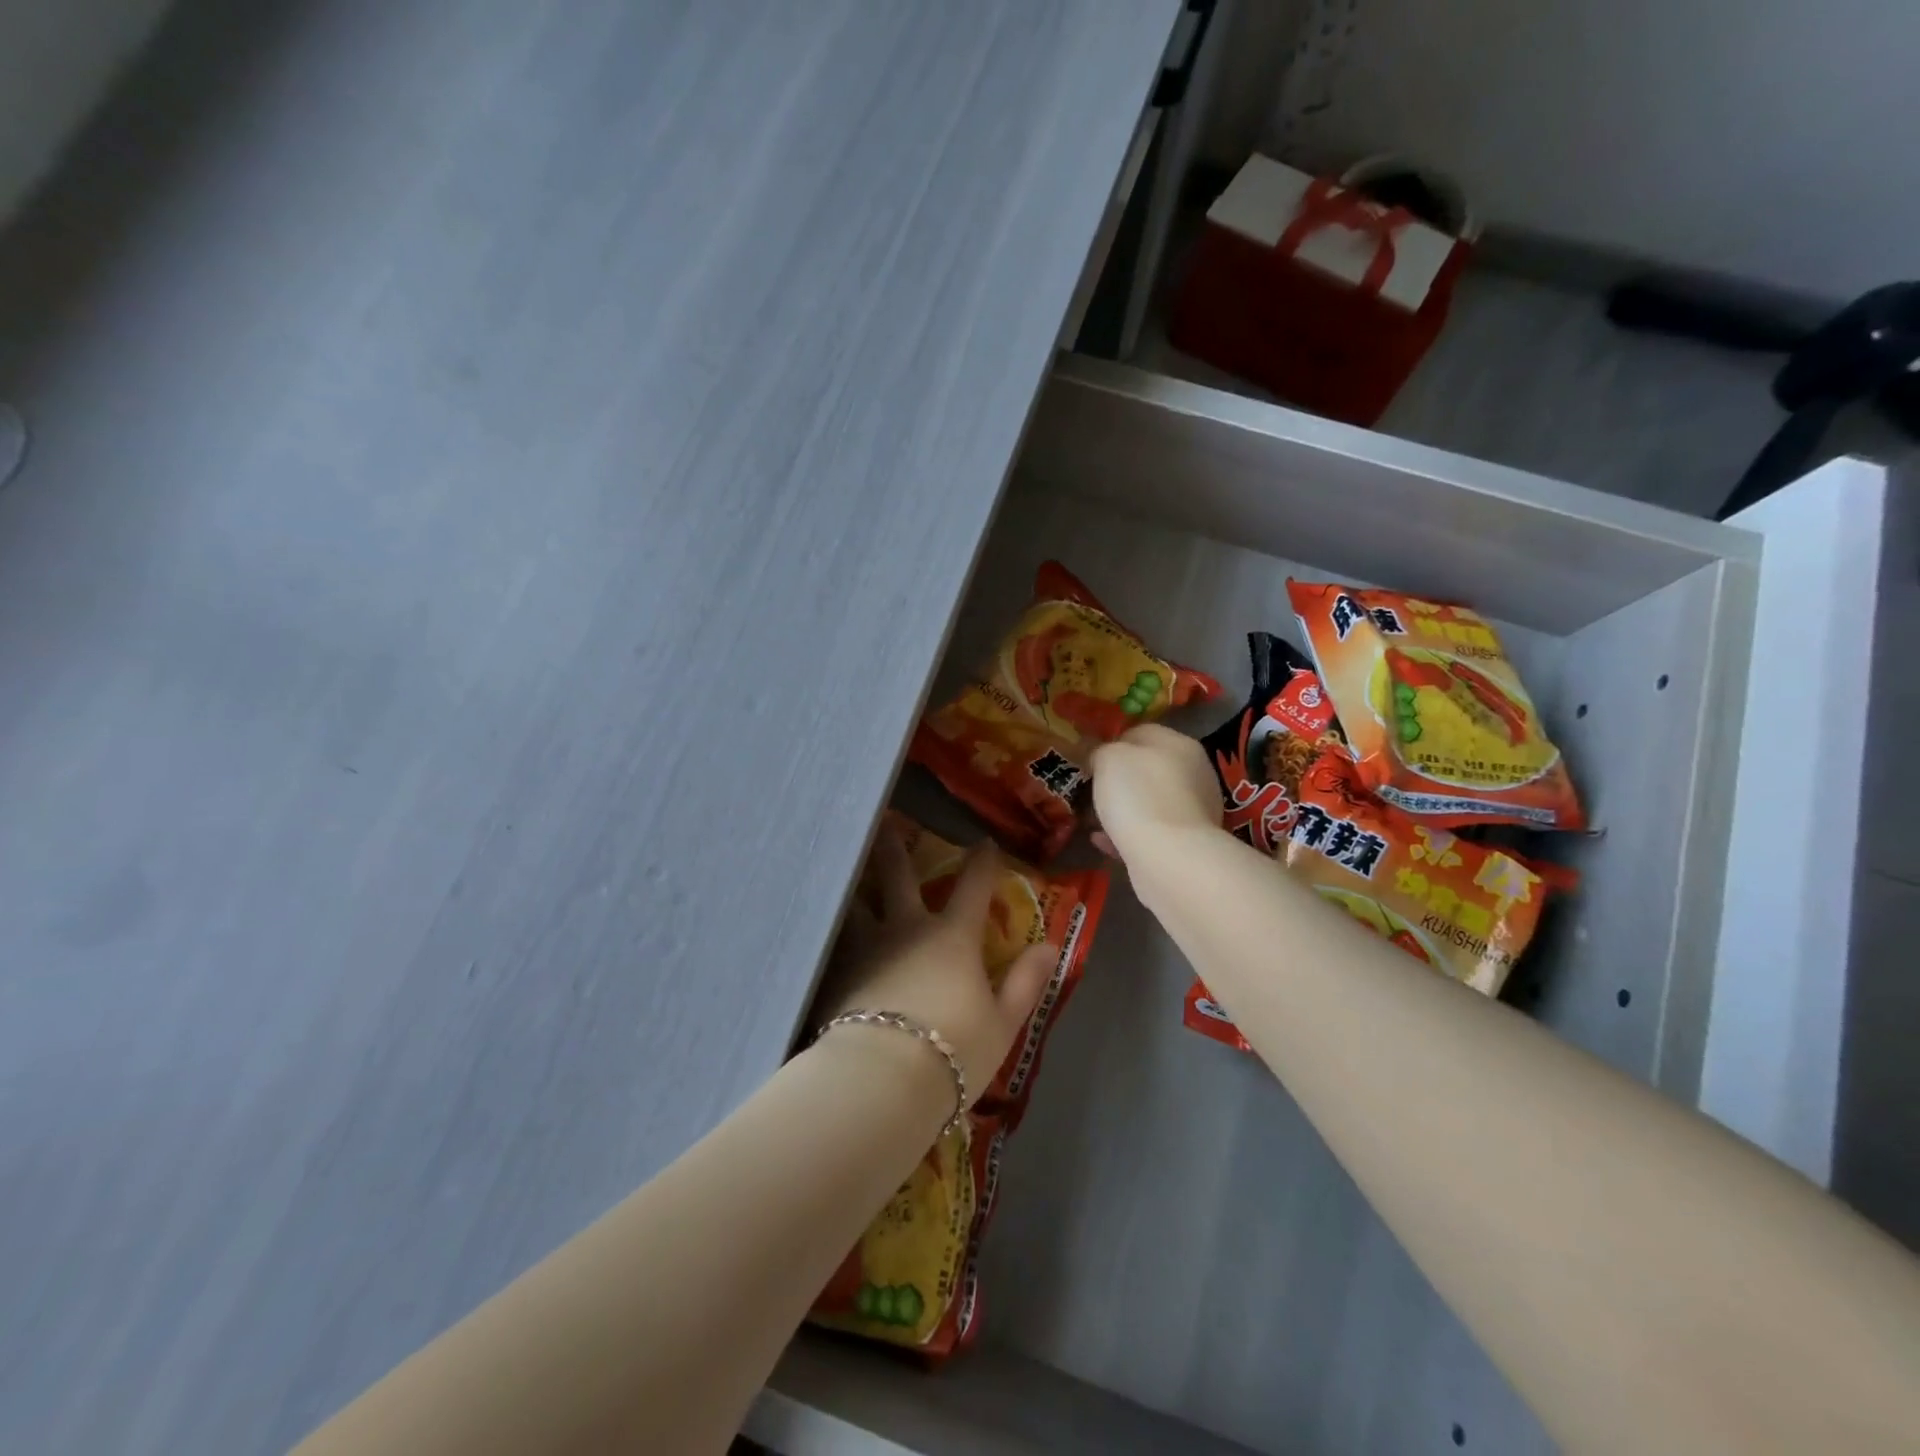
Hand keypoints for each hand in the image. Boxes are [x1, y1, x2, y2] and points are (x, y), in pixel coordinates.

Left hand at [819, 826, 1055, 1100]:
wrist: (881, 1081)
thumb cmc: (953, 1051)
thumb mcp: (1003, 1023)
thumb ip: (1025, 982)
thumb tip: (1050, 945)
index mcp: (952, 937)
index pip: (973, 887)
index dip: (982, 862)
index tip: (983, 842)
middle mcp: (907, 930)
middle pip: (898, 877)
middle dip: (894, 848)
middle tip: (883, 821)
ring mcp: (866, 949)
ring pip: (857, 903)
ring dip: (854, 883)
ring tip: (843, 868)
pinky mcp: (837, 973)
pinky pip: (836, 940)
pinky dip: (834, 927)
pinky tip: (823, 925)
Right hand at [1088, 724, 1220, 861]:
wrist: (1168, 857)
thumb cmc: (1138, 796)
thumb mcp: (1109, 758)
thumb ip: (1101, 750)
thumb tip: (1100, 756)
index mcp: (1179, 744)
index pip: (1141, 732)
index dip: (1111, 743)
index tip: (1089, 761)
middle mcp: (1194, 773)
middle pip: (1148, 768)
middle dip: (1119, 779)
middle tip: (1090, 791)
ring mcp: (1194, 810)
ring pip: (1149, 802)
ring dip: (1122, 809)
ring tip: (1094, 819)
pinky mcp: (1187, 843)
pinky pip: (1150, 831)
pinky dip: (1127, 834)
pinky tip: (1103, 841)